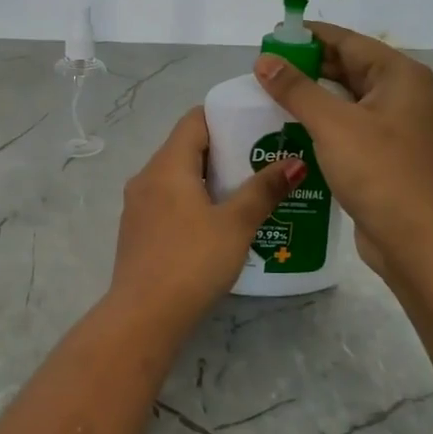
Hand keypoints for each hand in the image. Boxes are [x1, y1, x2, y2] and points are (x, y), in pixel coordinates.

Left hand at [108, 108, 302, 335]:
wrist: (144, 316)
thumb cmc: (192, 261)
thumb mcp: (236, 224)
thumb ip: (264, 189)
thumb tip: (294, 160)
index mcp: (167, 165)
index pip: (194, 120)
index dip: (225, 117)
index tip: (257, 125)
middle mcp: (146, 178)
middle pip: (186, 148)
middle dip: (224, 150)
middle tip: (262, 159)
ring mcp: (138, 206)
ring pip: (178, 177)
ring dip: (210, 179)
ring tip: (247, 191)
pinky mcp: (138, 232)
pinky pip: (169, 201)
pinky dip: (194, 201)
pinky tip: (219, 222)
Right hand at [251, 22, 432, 276]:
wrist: (415, 238)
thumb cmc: (377, 171)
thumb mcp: (332, 124)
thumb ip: (296, 89)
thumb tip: (264, 60)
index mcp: (401, 76)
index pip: (349, 41)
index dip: (309, 37)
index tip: (273, 38)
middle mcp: (406, 94)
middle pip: (351, 68)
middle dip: (309, 67)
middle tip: (266, 71)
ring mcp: (401, 126)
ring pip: (351, 99)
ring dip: (315, 97)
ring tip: (273, 97)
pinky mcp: (391, 154)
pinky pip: (354, 126)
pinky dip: (327, 123)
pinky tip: (295, 130)